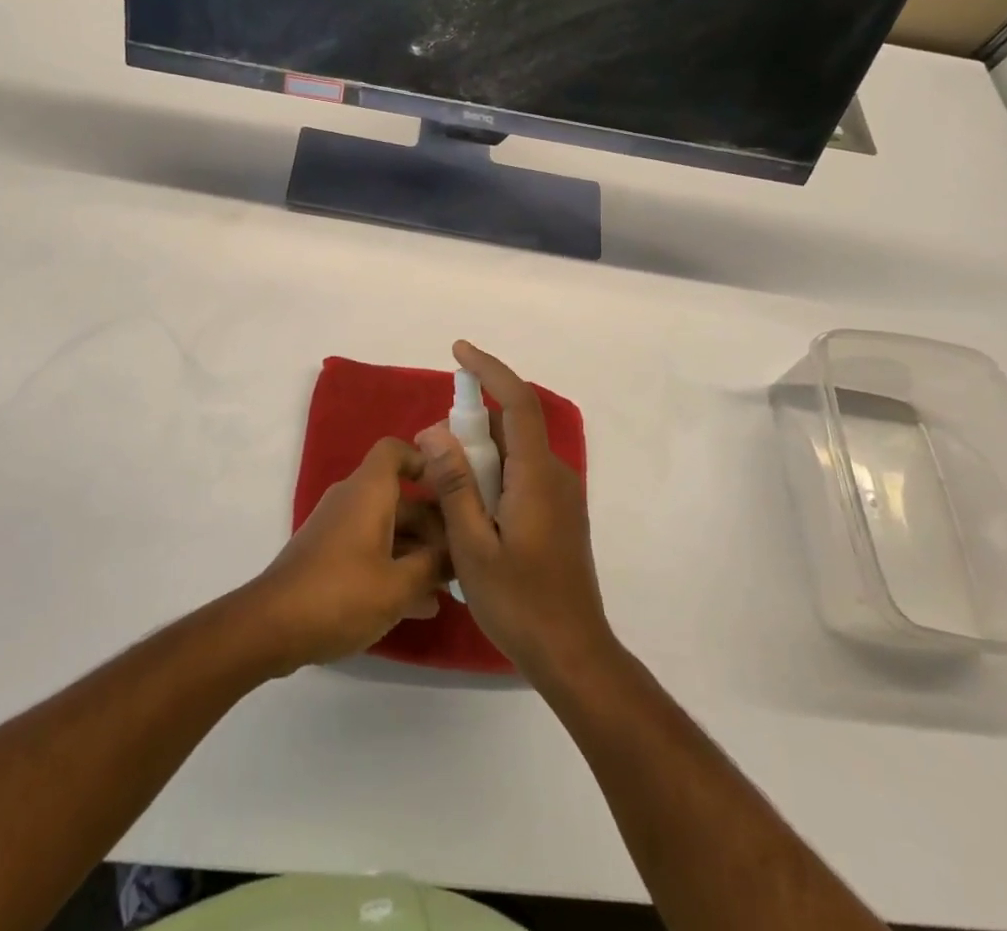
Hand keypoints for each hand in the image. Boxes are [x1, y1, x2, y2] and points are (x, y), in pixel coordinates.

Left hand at [248, 437, 448, 672]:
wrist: (271, 627)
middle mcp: (353, 501)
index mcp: (368, 491)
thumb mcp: (398, 585)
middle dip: (434, 524)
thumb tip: (460, 552)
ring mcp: (339, 529)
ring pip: (388, 528)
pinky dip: (395, 568)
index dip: (425, 461)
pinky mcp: (329, 557)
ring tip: (450, 585)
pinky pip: (372, 550)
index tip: (453, 489)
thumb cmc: (340, 594)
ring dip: (418, 552)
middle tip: (465, 554)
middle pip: (400, 497)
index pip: (396, 451)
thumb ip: (434, 564)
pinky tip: (421, 606)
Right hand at [418, 341, 612, 681]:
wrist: (574, 655)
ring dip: (479, 454)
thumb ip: (455, 485)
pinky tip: (469, 508)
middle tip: (431, 448)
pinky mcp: (559, 514)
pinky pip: (521, 474)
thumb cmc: (519, 603)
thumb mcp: (472, 546)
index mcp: (536, 475)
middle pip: (512, 426)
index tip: (459, 351)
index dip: (489, 369)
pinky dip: (492, 474)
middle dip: (470, 423)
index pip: (517, 402)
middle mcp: (554, 475)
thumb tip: (435, 431)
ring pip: (514, 453)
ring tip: (443, 483)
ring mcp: (561, 495)